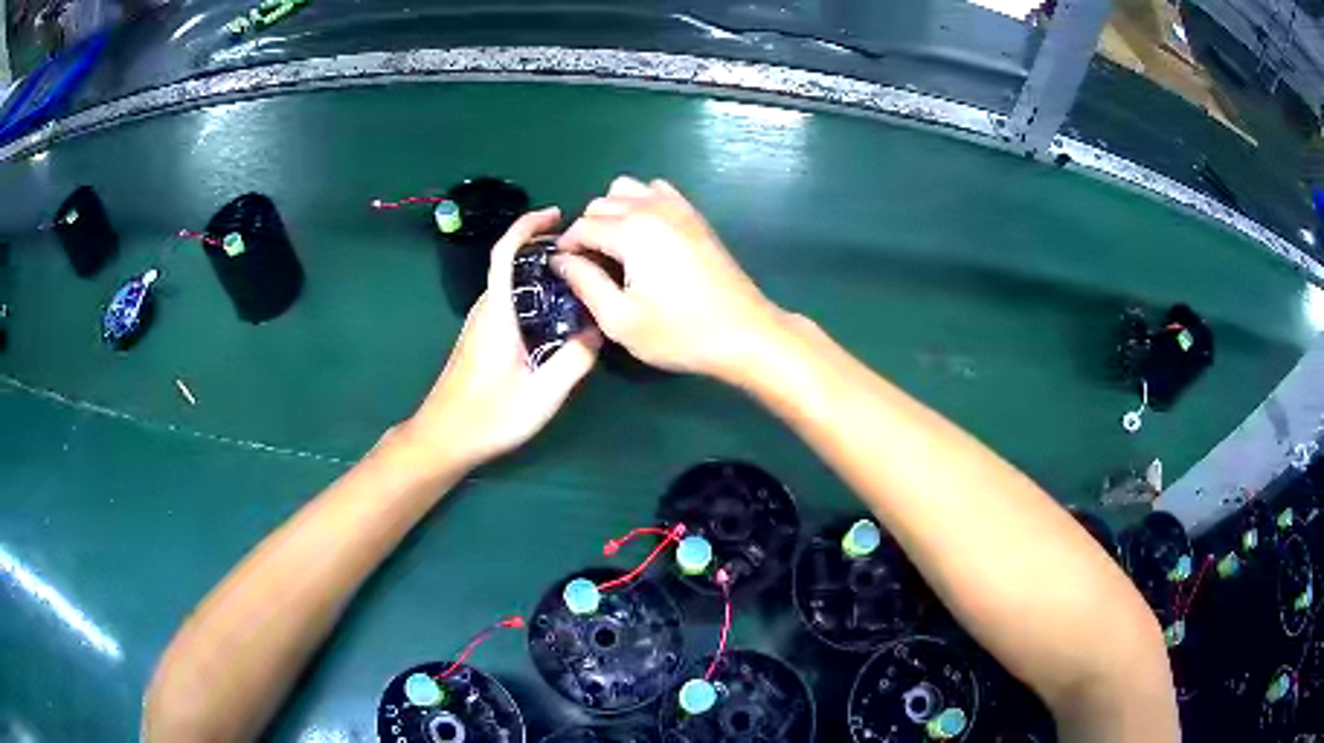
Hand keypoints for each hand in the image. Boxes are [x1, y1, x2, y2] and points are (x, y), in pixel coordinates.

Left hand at [403, 207, 600, 467]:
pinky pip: (505, 301)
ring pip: (506, 283)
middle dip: (539, 245)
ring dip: (533, 269)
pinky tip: (551, 312)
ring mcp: (478, 326)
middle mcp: (484, 312)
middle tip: (579, 250)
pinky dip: (527, 291)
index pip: (504, 254)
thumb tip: (598, 329)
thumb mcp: (542, 394)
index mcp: (497, 314)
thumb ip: (574, 360)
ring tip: (571, 276)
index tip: (554, 214)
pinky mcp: (478, 340)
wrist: (443, 439)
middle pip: (507, 263)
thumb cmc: (489, 417)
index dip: (526, 226)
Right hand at [553, 177, 783, 380]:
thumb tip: (560, 260)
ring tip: (615, 248)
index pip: (581, 226)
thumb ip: (584, 283)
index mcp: (631, 231)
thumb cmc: (679, 333)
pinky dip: (641, 203)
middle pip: (600, 204)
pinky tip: (645, 235)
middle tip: (590, 267)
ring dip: (612, 212)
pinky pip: (657, 190)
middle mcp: (652, 208)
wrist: (744, 332)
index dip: (566, 249)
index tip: (564, 273)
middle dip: (586, 230)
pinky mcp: (694, 215)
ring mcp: (677, 207)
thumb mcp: (620, 319)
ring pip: (626, 189)